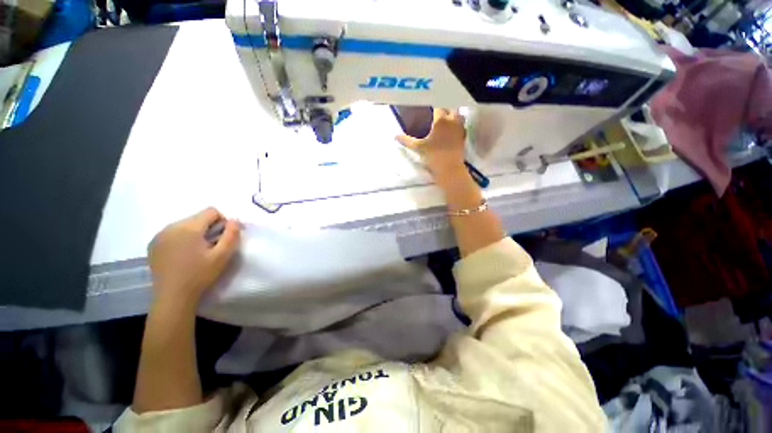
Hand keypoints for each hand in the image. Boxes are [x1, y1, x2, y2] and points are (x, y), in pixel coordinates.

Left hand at [147, 207, 239, 305]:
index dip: (222, 222)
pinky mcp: (153, 244)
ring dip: (195, 233)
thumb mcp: (223, 255)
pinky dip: (182, 238)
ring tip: (197, 252)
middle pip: (197, 217)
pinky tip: (183, 255)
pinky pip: (173, 232)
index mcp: (189, 228)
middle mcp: (171, 226)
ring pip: (185, 224)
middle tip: (211, 247)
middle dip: (208, 228)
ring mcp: (159, 235)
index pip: (211, 211)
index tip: (222, 238)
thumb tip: (235, 220)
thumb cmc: (200, 275)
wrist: (172, 297)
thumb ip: (232, 235)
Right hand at [396, 108, 466, 180]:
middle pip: (451, 106)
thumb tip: (395, 136)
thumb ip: (407, 140)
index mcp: (441, 120)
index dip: (434, 105)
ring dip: (453, 113)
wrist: (449, 168)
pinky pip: (462, 125)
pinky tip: (452, 128)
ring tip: (446, 117)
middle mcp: (452, 120)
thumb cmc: (433, 156)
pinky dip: (457, 123)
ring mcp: (460, 128)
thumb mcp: (418, 147)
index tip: (429, 106)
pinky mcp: (463, 136)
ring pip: (459, 114)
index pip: (438, 106)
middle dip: (445, 107)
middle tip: (438, 110)